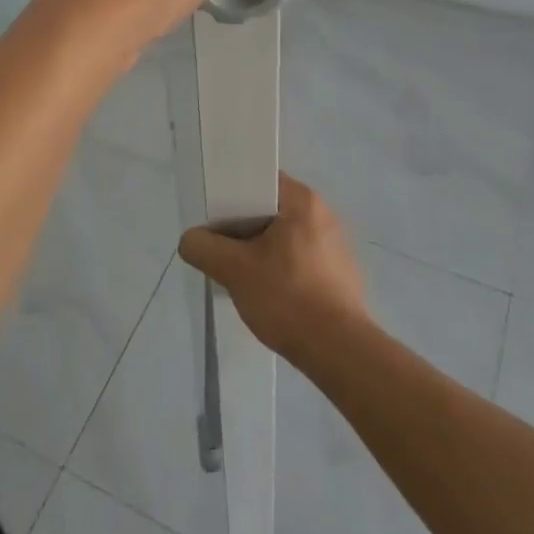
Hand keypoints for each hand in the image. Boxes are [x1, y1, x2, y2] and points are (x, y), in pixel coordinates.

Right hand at [178, 174, 367, 361]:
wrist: (340, 352)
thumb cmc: (287, 298)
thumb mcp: (233, 270)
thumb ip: (203, 247)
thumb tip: (192, 240)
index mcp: (303, 201)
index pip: (259, 181)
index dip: (232, 196)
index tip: (215, 221)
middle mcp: (324, 214)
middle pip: (270, 210)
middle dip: (243, 230)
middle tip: (223, 252)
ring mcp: (336, 245)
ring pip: (284, 238)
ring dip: (261, 253)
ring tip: (242, 278)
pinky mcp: (341, 274)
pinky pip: (301, 260)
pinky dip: (282, 270)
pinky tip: (270, 296)